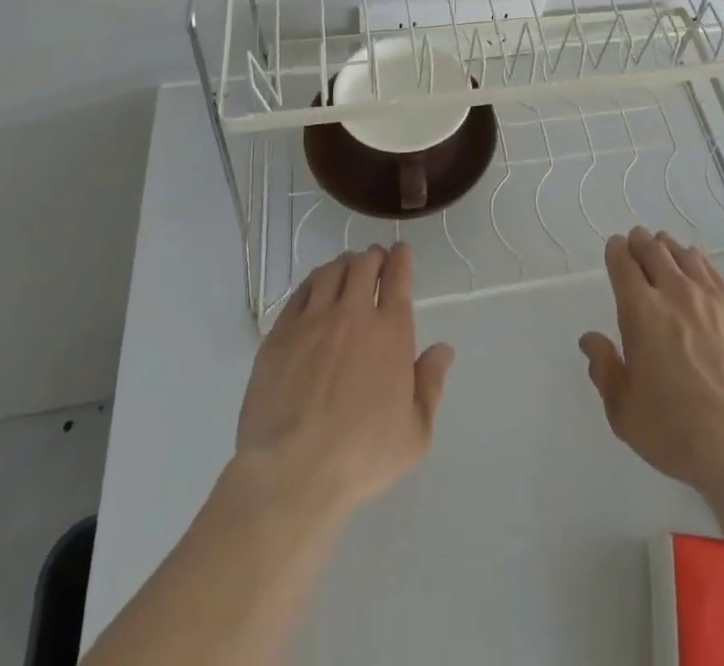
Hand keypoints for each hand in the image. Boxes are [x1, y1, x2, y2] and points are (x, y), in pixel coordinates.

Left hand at [235, 243, 453, 515]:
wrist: (292, 472)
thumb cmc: (361, 456)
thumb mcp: (415, 433)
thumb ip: (431, 385)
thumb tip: (443, 350)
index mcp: (391, 331)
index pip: (398, 276)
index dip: (400, 258)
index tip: (400, 252)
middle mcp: (353, 314)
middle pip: (363, 264)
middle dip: (373, 257)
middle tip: (375, 262)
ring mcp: (313, 320)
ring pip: (331, 271)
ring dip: (343, 265)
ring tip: (346, 270)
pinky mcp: (280, 334)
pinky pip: (300, 292)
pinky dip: (313, 281)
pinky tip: (315, 288)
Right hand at [579, 227, 723, 497]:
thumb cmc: (677, 431)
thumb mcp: (624, 411)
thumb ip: (605, 369)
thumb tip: (590, 339)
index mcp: (641, 312)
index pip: (623, 265)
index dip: (616, 251)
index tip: (615, 247)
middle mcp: (674, 292)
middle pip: (654, 251)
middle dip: (641, 242)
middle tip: (636, 240)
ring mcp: (711, 297)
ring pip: (685, 255)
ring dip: (669, 248)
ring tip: (665, 248)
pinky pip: (713, 271)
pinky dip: (698, 261)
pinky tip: (698, 266)